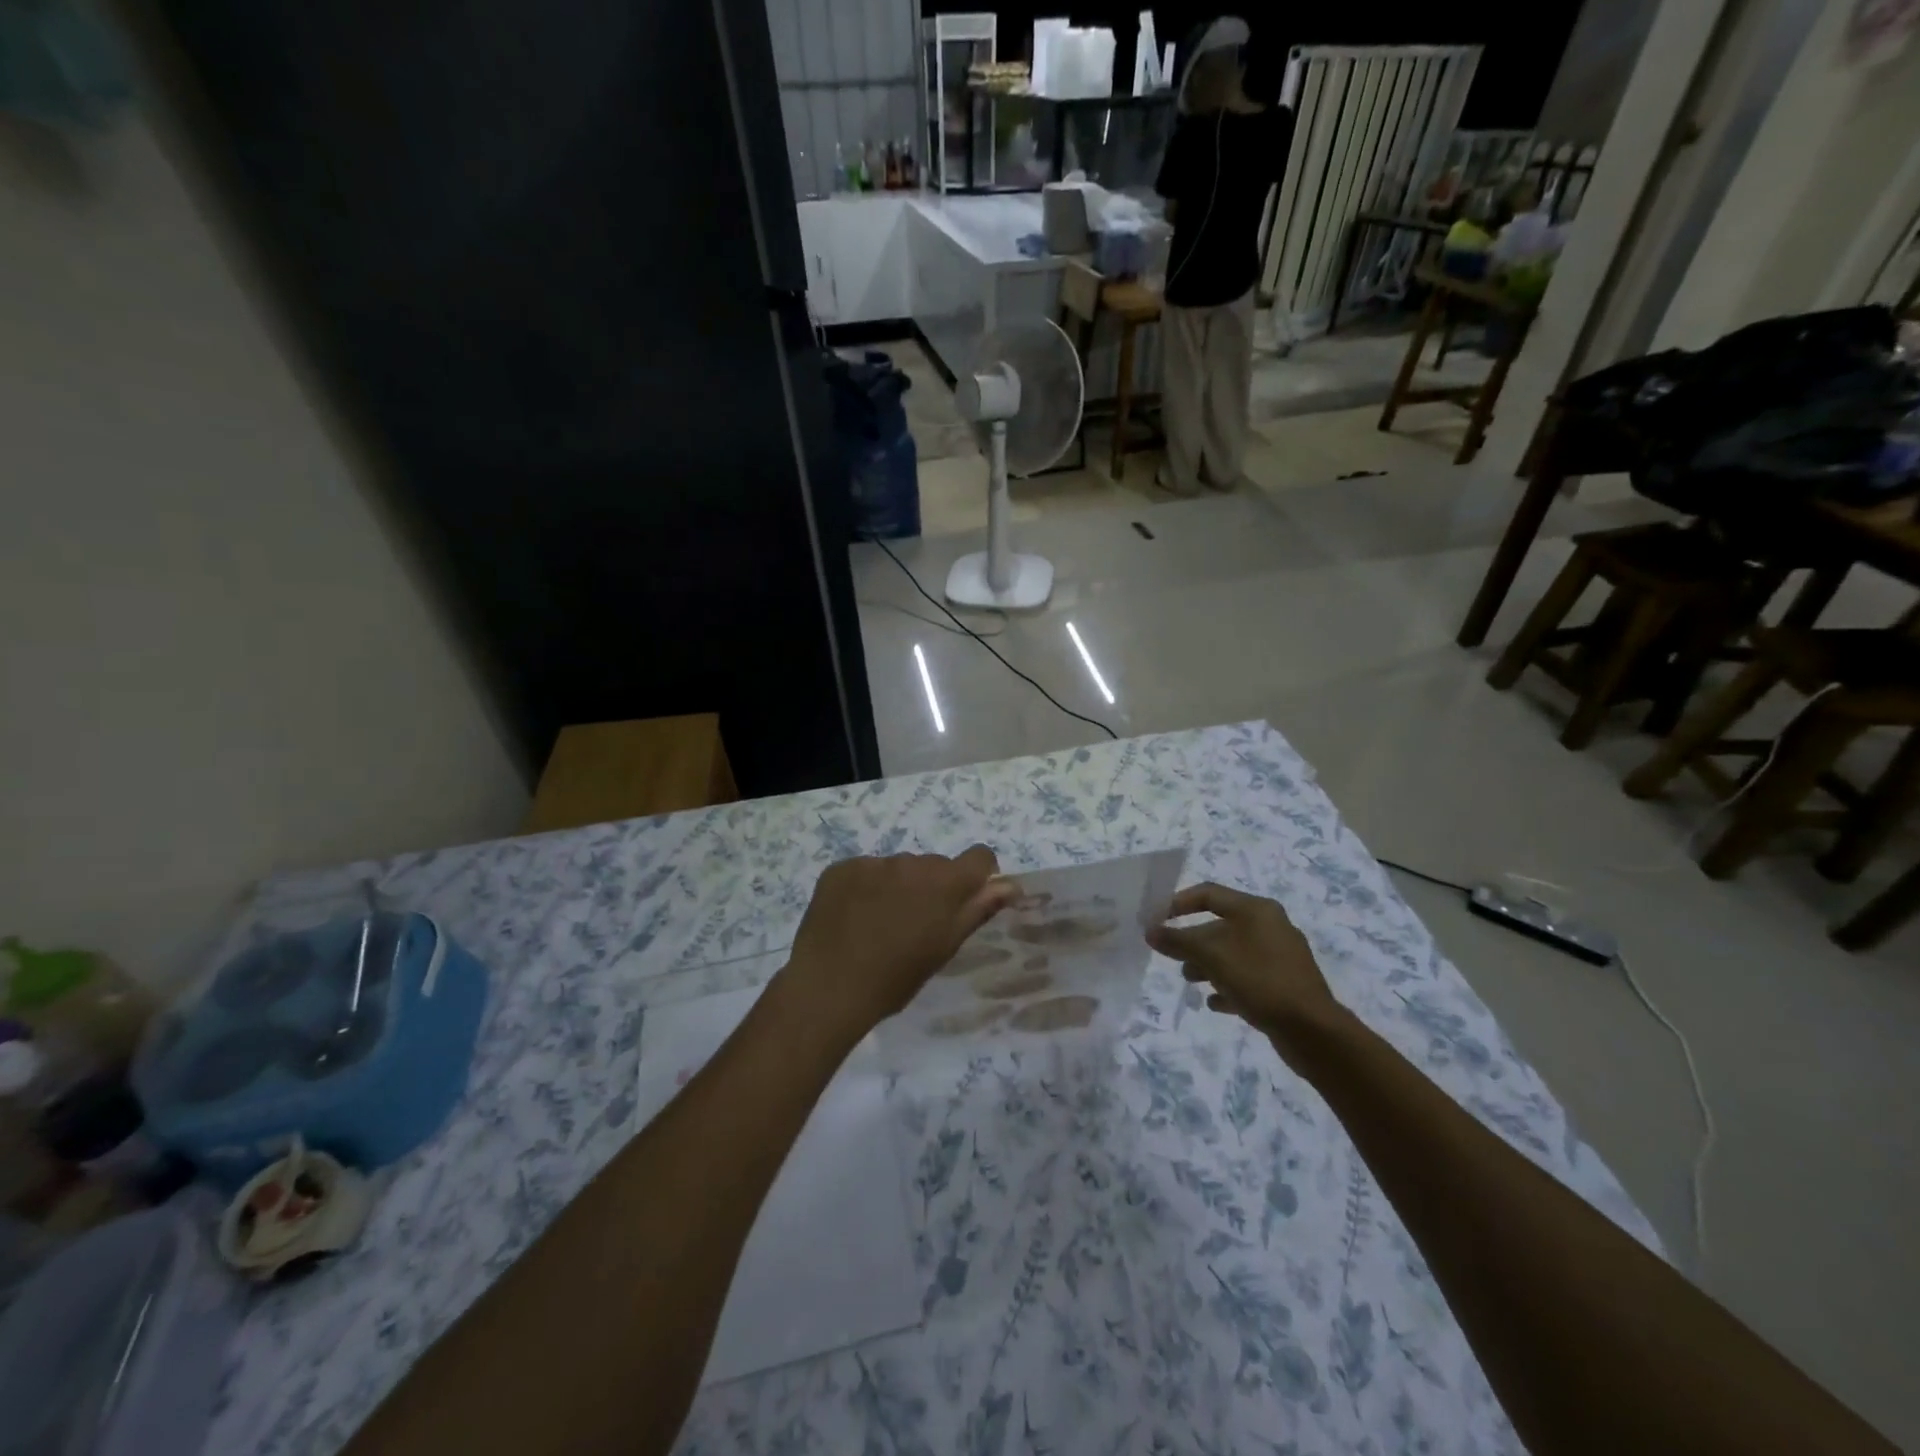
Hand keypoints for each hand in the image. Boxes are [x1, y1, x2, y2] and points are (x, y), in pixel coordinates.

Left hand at [781, 847, 1017, 1044]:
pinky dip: (864, 888)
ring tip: (879, 925)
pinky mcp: (841, 868)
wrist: (829, 988)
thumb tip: (1011, 885)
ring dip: (898, 887)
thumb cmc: (896, 978)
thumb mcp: (944, 948)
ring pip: (898, 868)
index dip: (978, 875)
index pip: (979, 857)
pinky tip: (852, 918)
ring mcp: (873, 863)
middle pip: (934, 865)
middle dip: (932, 887)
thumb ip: (978, 909)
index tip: (966, 899)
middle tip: (914, 925)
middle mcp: (911, 862)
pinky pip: (864, 871)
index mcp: (944, 882)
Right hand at [1146, 883, 1346, 1058]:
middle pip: (1220, 925)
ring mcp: (1280, 956)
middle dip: (1192, 940)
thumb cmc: (1260, 980)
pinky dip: (1228, 985)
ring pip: (1233, 952)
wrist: (1313, 1031)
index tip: (1156, 919)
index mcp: (1256, 909)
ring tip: (1191, 981)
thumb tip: (1150, 931)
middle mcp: (1270, 926)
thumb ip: (1177, 941)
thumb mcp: (1211, 956)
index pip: (1209, 894)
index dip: (1178, 903)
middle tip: (1172, 957)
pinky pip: (1248, 978)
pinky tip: (1215, 1003)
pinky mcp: (1285, 984)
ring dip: (1207, 964)